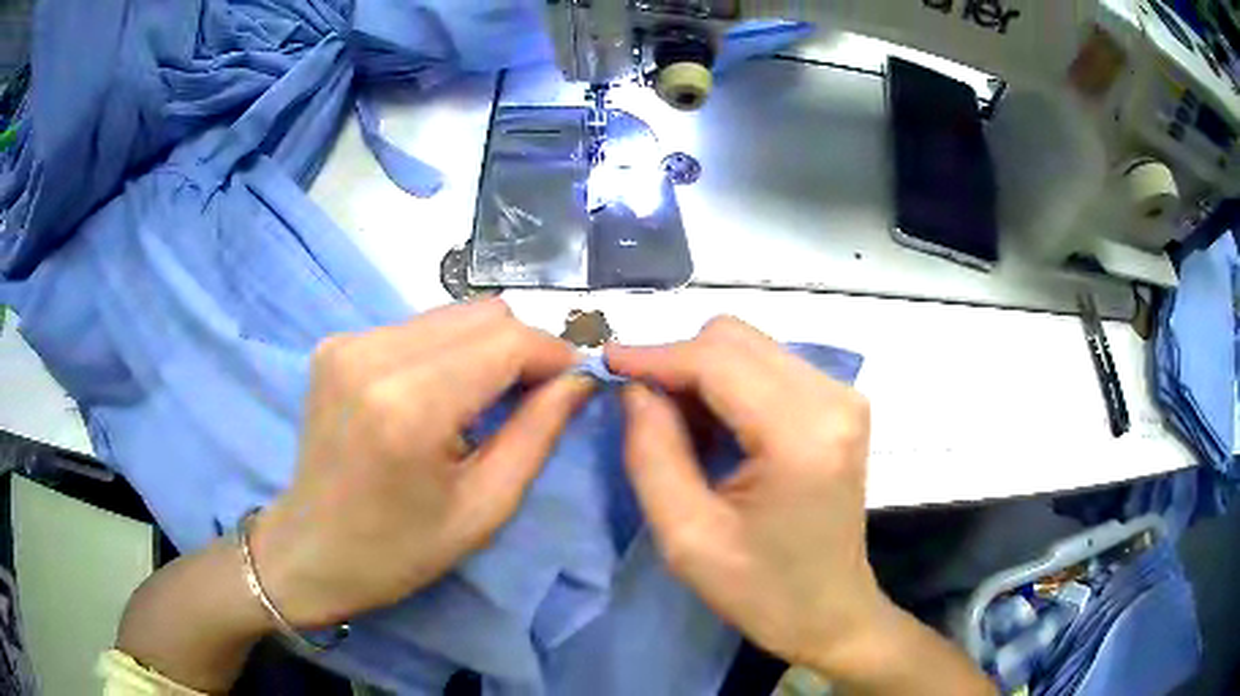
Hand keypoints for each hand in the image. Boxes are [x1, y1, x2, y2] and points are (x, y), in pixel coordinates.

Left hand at [252, 299, 593, 627]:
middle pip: (481, 314)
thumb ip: (538, 433)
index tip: (574, 384)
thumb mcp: (485, 507)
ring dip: (484, 350)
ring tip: (485, 401)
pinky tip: (440, 396)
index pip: (506, 341)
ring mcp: (348, 342)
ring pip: (451, 315)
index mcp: (409, 405)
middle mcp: (372, 354)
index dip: (553, 354)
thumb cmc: (400, 548)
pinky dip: (446, 353)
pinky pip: (417, 328)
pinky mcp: (337, 343)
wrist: (313, 550)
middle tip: (533, 397)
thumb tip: (580, 379)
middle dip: (522, 349)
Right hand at [606, 317, 885, 673]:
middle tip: (641, 408)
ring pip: (750, 347)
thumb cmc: (761, 590)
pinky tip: (715, 430)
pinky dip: (729, 386)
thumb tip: (635, 389)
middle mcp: (833, 399)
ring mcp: (843, 397)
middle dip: (677, 363)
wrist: (830, 611)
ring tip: (679, 429)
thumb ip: (652, 453)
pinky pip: (768, 367)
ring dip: (702, 375)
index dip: (655, 356)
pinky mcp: (839, 405)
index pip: (717, 360)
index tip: (605, 364)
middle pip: (735, 340)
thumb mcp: (688, 537)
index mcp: (802, 435)